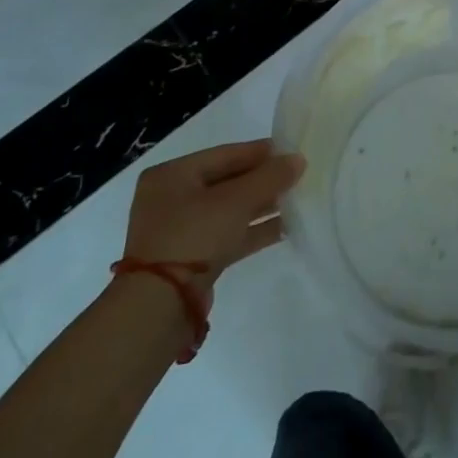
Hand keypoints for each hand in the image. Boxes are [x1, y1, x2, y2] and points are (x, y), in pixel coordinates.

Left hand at [120, 139, 304, 290]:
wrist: (159, 306)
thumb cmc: (193, 236)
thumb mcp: (235, 200)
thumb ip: (269, 177)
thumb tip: (298, 159)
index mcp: (171, 176)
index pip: (224, 154)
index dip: (259, 152)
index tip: (291, 151)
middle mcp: (172, 199)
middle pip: (227, 182)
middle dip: (263, 181)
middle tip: (297, 176)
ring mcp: (180, 231)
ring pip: (230, 210)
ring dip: (262, 206)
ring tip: (297, 200)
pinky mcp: (191, 259)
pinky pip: (228, 235)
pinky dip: (254, 230)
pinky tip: (285, 227)